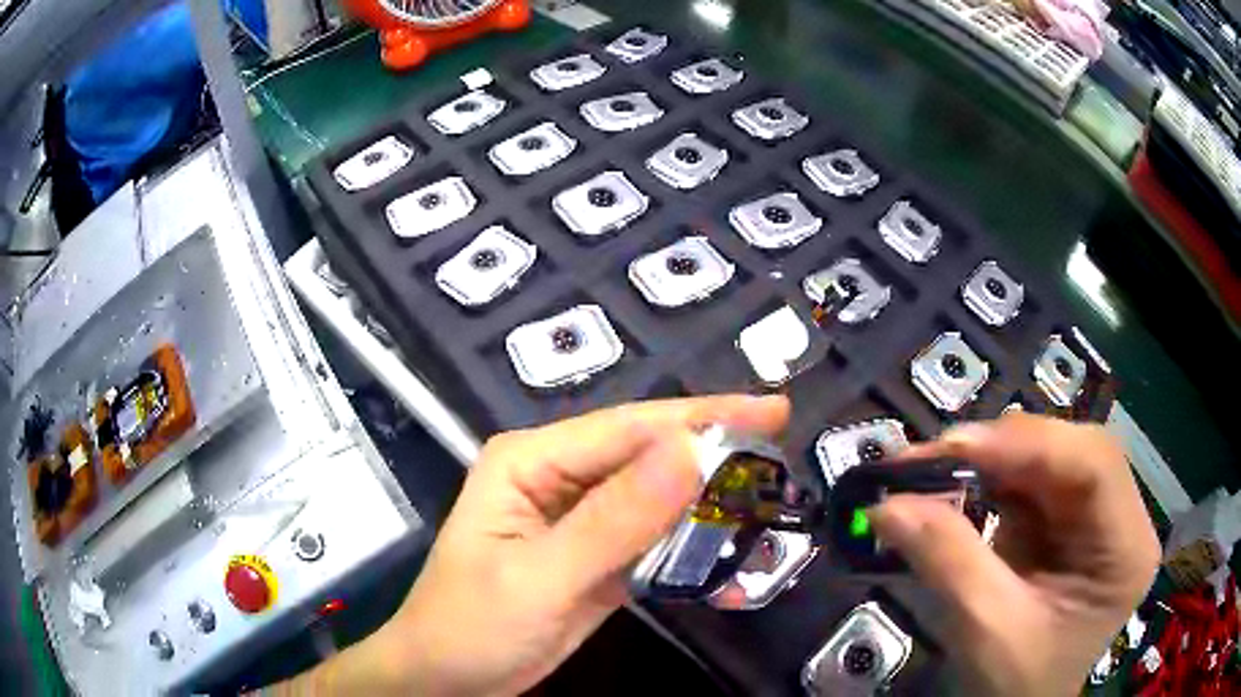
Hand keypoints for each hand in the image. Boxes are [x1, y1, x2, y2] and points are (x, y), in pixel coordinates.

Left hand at [285, 395, 788, 695]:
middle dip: (713, 451)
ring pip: (656, 497)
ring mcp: (580, 517)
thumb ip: (614, 520)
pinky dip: (690, 544)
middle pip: (647, 455)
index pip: (628, 428)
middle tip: (781, 446)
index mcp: (531, 460)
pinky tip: (729, 548)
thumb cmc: (473, 624)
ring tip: (769, 494)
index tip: (771, 413)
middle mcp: (558, 476)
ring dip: (708, 500)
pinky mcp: (596, 555)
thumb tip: (689, 452)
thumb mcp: (541, 577)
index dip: (702, 418)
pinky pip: (651, 539)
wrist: (449, 677)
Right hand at [870, 413, 1160, 695]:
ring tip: (934, 474)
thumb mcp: (987, 632)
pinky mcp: (1068, 521)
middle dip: (1002, 451)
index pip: (1093, 465)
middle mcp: (1121, 517)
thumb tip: (887, 505)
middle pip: (1070, 452)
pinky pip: (1031, 482)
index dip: (1027, 445)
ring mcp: (1096, 516)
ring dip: (990, 463)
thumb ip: (948, 562)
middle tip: (933, 460)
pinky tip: (958, 489)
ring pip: (1047, 459)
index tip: (954, 448)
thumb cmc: (1017, 687)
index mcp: (1125, 547)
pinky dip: (990, 481)